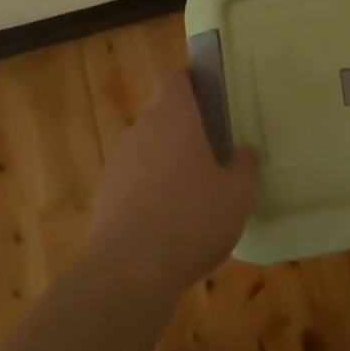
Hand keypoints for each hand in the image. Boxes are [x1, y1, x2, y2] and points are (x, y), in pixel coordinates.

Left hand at [87, 70, 261, 293]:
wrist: (128, 272)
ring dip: (166, 160)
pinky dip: (148, 190)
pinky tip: (167, 220)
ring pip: (147, 148)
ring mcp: (118, 162)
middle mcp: (141, 129)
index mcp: (175, 117)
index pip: (178, 78)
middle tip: (213, 148)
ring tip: (192, 189)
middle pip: (163, 114)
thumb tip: (245, 151)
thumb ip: (246, 166)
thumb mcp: (238, 194)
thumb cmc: (192, 219)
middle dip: (185, 127)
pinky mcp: (103, 195)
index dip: (194, 80)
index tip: (212, 93)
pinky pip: (132, 180)